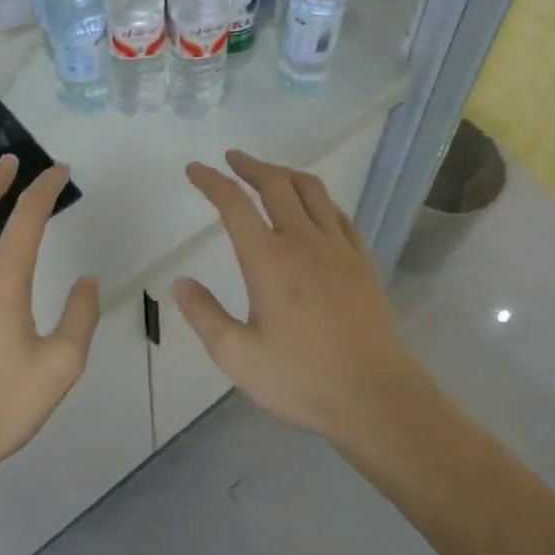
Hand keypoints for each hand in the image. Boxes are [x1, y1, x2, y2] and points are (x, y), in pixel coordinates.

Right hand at [175, 150, 421, 443]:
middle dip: (250, 166)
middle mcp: (303, 241)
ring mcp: (338, 248)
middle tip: (231, 159)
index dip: (212, 181)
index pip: (234, 204)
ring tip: (270, 173)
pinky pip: (339, 214)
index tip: (195, 169)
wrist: (373, 395)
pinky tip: (314, 208)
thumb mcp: (237, 356)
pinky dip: (319, 200)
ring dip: (285, 173)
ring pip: (312, 191)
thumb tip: (180, 282)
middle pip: (276, 184)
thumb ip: (204, 315)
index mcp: (268, 259)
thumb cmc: (300, 378)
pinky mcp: (362, 261)